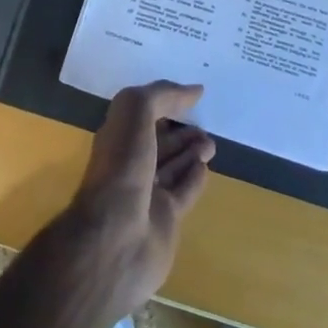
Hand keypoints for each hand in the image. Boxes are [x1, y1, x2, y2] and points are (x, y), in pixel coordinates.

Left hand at [63, 82, 214, 311]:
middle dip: (182, 132)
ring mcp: (147, 195)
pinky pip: (183, 193)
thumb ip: (162, 96)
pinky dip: (194, 179)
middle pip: (160, 142)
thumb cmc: (122, 166)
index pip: (143, 115)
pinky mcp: (165, 221)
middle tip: (205, 126)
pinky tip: (205, 168)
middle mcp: (130, 164)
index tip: (192, 97)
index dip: (165, 103)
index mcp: (118, 137)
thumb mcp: (135, 113)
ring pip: (174, 166)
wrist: (117, 237)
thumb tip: (194, 90)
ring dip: (192, 152)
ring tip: (211, 143)